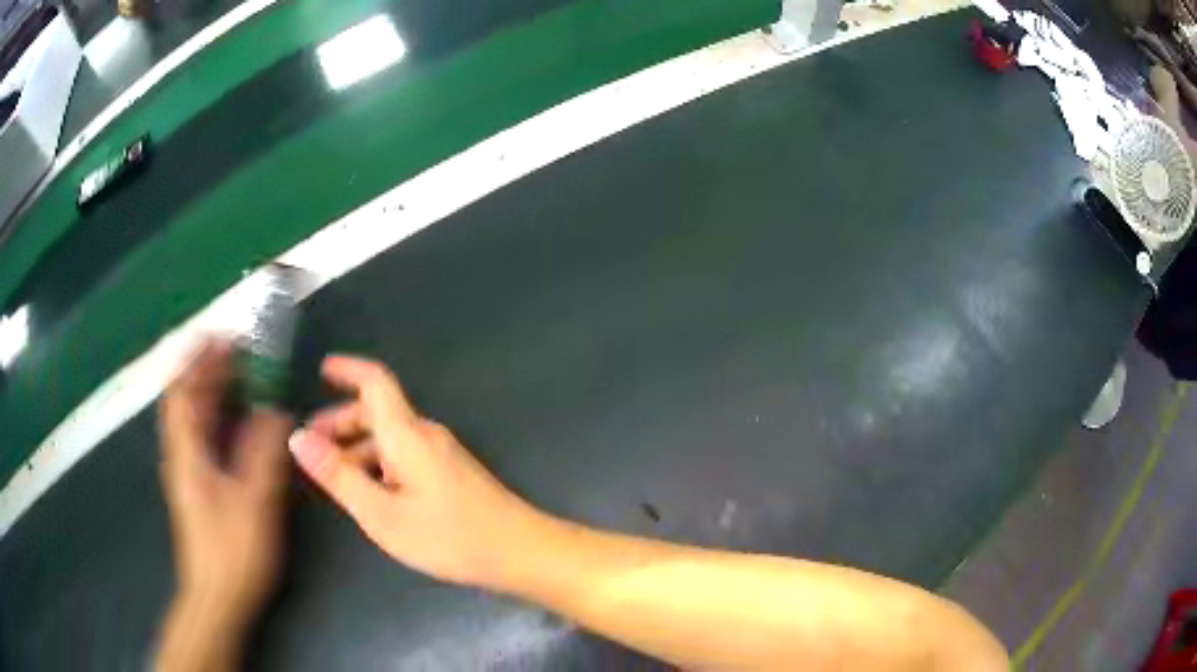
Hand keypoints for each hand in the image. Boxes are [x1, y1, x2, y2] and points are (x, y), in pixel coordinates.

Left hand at [159, 340, 293, 630]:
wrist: (216, 597)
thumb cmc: (232, 552)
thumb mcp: (254, 502)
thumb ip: (263, 453)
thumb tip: (276, 410)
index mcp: (187, 452)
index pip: (182, 390)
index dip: (198, 358)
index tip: (222, 335)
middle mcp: (182, 454)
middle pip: (185, 398)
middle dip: (207, 368)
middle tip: (238, 350)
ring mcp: (188, 470)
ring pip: (193, 417)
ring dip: (211, 390)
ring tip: (239, 374)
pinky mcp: (198, 485)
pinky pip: (203, 437)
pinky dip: (216, 417)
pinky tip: (237, 420)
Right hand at [289, 356, 542, 588]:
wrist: (520, 551)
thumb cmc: (449, 536)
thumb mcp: (382, 513)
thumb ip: (338, 475)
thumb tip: (299, 438)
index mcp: (407, 434)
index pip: (375, 382)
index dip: (348, 369)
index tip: (321, 369)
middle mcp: (425, 434)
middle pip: (378, 411)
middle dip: (341, 421)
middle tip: (312, 445)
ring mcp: (442, 453)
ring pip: (390, 436)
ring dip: (358, 446)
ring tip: (333, 475)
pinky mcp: (451, 473)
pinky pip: (405, 455)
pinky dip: (379, 463)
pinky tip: (370, 492)